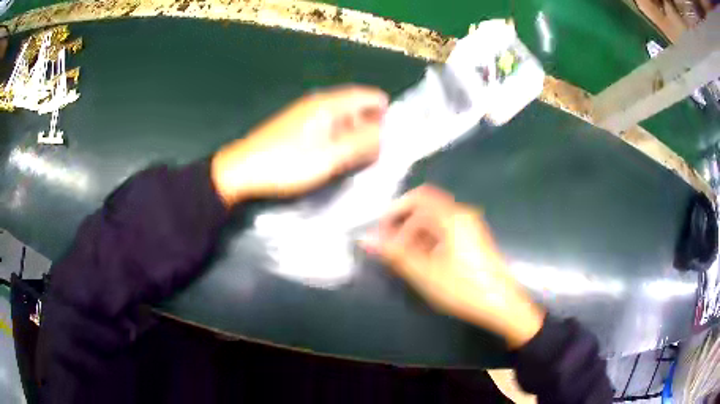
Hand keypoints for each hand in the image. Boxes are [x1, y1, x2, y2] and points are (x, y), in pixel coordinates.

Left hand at [211, 85, 388, 205]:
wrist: (242, 170)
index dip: (386, 112)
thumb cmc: (287, 163)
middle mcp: (320, 103)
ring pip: (343, 119)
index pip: (369, 96)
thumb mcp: (330, 157)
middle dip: (372, 127)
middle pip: (357, 107)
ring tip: (362, 159)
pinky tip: (338, 158)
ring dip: (356, 136)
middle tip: (380, 153)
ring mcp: (307, 114)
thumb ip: (362, 144)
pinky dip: (339, 140)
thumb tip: (387, 135)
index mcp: (330, 103)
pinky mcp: (297, 128)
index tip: (396, 135)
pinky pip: (328, 128)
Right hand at [361, 185, 544, 348]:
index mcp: (452, 217)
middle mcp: (462, 215)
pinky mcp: (473, 240)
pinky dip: (429, 242)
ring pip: (435, 222)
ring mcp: (470, 228)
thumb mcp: (425, 273)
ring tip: (404, 261)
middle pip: (426, 209)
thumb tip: (365, 239)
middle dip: (403, 225)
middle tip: (389, 250)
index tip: (381, 231)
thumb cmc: (463, 288)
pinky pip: (445, 232)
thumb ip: (395, 254)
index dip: (395, 210)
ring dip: (415, 235)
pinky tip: (423, 263)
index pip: (418, 197)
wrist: (502, 305)